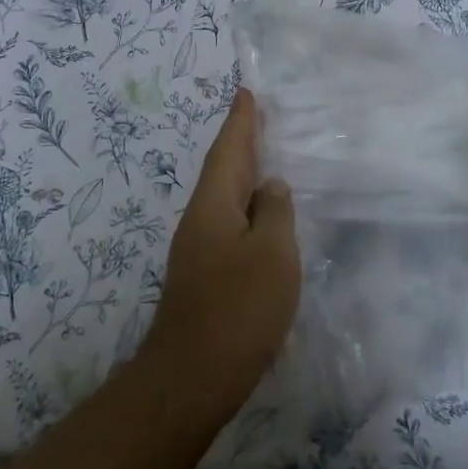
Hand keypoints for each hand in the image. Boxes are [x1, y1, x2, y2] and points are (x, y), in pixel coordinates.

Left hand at [142, 89, 300, 410]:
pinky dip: (246, 209)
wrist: (192, 376)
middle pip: (223, 170)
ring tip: (265, 158)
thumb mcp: (272, 254)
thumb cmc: (238, 308)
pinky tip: (261, 219)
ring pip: (225, 198)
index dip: (240, 121)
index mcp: (213, 204)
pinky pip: (229, 224)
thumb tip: (270, 187)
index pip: (229, 150)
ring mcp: (198, 250)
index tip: (245, 92)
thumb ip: (275, 212)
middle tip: (257, 117)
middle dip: (240, 142)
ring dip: (243, 175)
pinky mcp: (205, 276)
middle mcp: (200, 219)